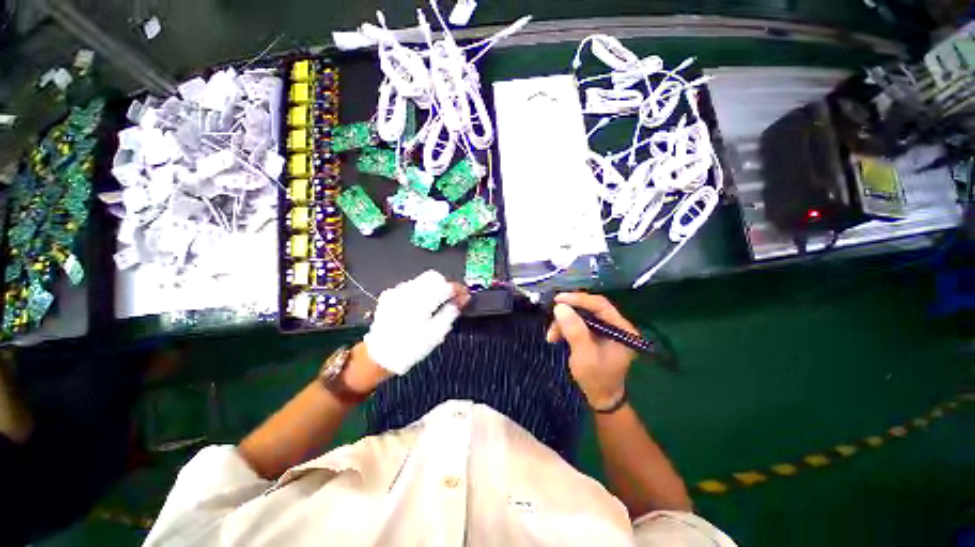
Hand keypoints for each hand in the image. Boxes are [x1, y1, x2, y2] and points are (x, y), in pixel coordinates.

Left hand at [363, 270, 469, 374]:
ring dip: (433, 288)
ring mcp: (397, 291)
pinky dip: (421, 292)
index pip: (446, 286)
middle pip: (434, 277)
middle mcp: (407, 291)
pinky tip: (421, 306)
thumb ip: (451, 312)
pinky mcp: (390, 295)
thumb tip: (462, 299)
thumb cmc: (410, 348)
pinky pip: (411, 286)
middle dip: (446, 285)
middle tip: (453, 298)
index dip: (459, 289)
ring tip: (437, 303)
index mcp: (421, 302)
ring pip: (422, 280)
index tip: (466, 296)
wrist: (379, 356)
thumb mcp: (436, 334)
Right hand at [546, 293, 637, 407]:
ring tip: (551, 336)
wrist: (600, 398)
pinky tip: (555, 337)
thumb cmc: (596, 379)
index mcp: (622, 329)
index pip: (601, 305)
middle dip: (568, 313)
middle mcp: (615, 325)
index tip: (559, 299)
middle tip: (552, 317)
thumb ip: (574, 330)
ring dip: (564, 323)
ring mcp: (605, 330)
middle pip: (589, 308)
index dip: (579, 299)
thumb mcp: (584, 355)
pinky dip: (565, 328)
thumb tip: (559, 307)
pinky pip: (578, 324)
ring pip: (581, 316)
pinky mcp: (595, 334)